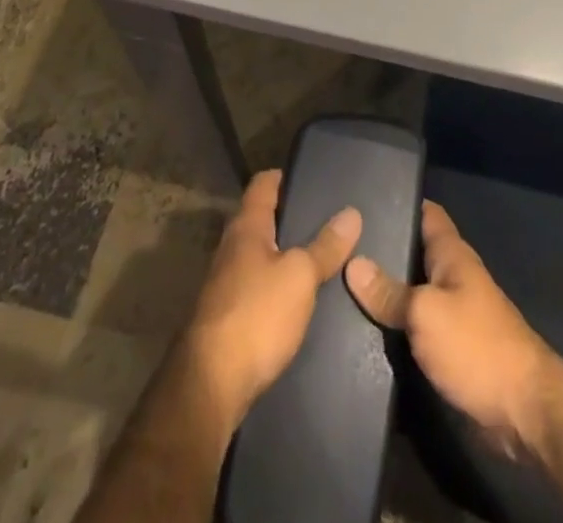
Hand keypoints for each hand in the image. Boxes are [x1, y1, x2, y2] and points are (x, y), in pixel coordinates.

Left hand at [180, 169, 362, 428]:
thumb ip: (325, 246)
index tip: (311, 177)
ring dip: (282, 254)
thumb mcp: (300, 276)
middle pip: (259, 219)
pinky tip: (297, 297)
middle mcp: (231, 248)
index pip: (262, 183)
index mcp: (246, 227)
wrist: (210, 385)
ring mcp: (224, 284)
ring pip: (257, 255)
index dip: (284, 176)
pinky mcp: (226, 317)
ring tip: (318, 256)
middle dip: (288, 218)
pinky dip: (275, 284)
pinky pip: (255, 286)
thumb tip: (352, 212)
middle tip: (325, 218)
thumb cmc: (256, 314)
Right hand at [346, 200, 553, 455]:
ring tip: (341, 284)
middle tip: (340, 246)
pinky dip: (396, 325)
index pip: (427, 213)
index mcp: (453, 255)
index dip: (400, 201)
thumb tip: (352, 263)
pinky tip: (365, 329)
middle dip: (383, 250)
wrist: (523, 410)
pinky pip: (417, 327)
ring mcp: (454, 314)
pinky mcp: (451, 349)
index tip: (364, 199)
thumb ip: (389, 292)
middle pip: (414, 253)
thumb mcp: (426, 313)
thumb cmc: (476, 345)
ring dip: (386, 291)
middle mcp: (453, 277)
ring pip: (413, 292)